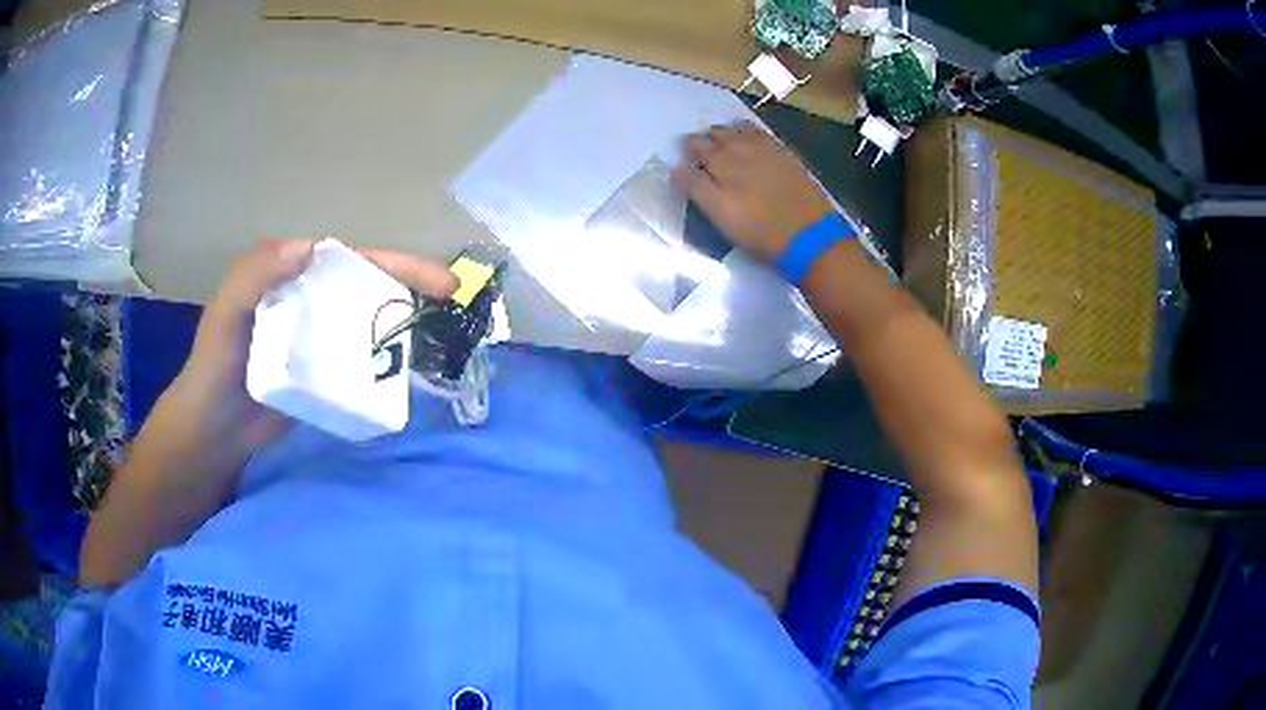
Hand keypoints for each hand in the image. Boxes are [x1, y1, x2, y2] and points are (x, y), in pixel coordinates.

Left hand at [142, 239, 457, 473]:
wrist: (214, 431)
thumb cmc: (215, 367)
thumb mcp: (224, 314)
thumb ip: (254, 276)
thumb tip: (311, 247)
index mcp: (293, 279)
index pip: (350, 261)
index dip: (395, 264)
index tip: (436, 280)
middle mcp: (311, 303)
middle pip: (368, 287)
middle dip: (412, 287)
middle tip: (453, 298)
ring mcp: (320, 341)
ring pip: (369, 322)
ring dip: (405, 322)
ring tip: (444, 331)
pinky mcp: (324, 375)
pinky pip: (360, 361)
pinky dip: (386, 361)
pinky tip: (411, 368)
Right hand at [671, 122, 834, 261]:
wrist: (809, 235)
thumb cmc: (759, 231)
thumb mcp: (720, 215)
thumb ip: (696, 188)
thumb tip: (676, 170)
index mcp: (721, 163)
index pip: (696, 147)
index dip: (688, 151)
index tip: (685, 158)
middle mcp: (741, 148)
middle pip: (717, 135)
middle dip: (705, 139)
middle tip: (700, 147)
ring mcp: (766, 149)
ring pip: (739, 129)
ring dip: (726, 132)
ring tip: (721, 139)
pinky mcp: (786, 155)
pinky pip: (761, 133)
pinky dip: (749, 131)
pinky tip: (749, 137)